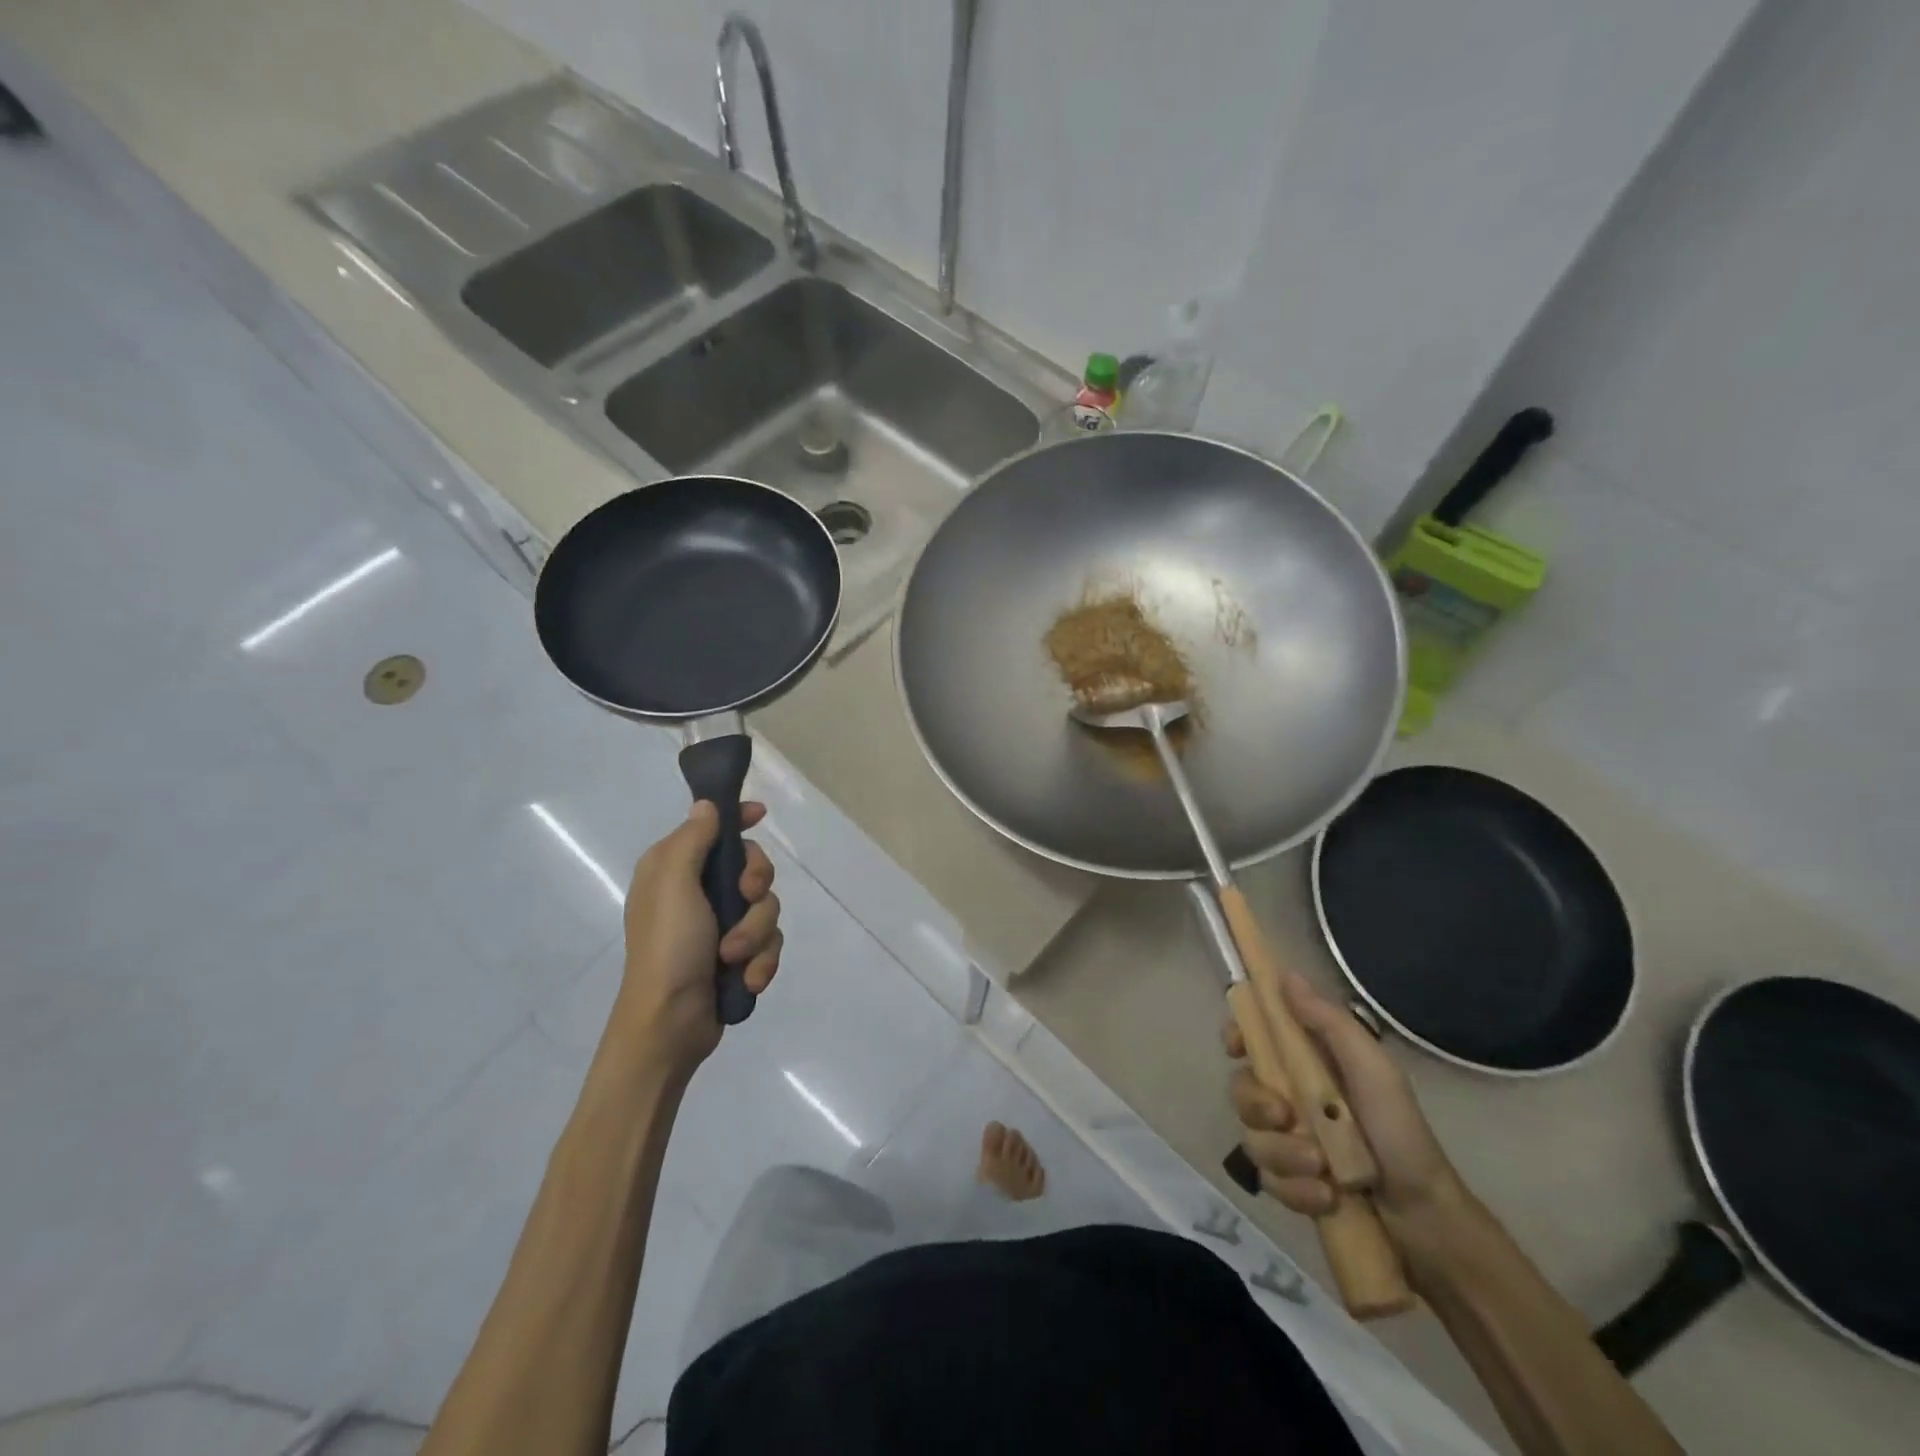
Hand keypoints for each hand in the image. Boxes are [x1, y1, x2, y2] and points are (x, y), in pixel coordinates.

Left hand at [613, 800, 782, 1074]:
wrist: (669, 1024)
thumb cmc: (667, 947)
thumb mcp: (673, 884)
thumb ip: (692, 840)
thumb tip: (706, 806)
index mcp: (674, 869)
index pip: (712, 828)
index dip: (737, 818)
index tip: (760, 815)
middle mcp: (697, 892)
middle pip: (752, 866)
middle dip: (756, 885)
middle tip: (744, 899)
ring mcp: (719, 925)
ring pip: (766, 908)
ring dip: (756, 933)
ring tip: (735, 958)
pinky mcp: (737, 956)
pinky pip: (768, 943)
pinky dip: (761, 960)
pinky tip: (746, 979)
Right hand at [1226, 974, 1460, 1231]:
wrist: (1427, 1219)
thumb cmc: (1401, 1131)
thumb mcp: (1372, 1069)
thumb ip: (1329, 1022)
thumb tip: (1285, 974)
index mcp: (1306, 1063)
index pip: (1253, 1037)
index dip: (1237, 1036)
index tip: (1237, 1047)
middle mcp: (1290, 1097)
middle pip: (1241, 1089)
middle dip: (1257, 1106)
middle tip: (1285, 1117)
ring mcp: (1288, 1141)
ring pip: (1253, 1138)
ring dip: (1284, 1155)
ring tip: (1322, 1170)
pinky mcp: (1291, 1184)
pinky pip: (1269, 1180)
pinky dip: (1295, 1190)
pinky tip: (1325, 1198)